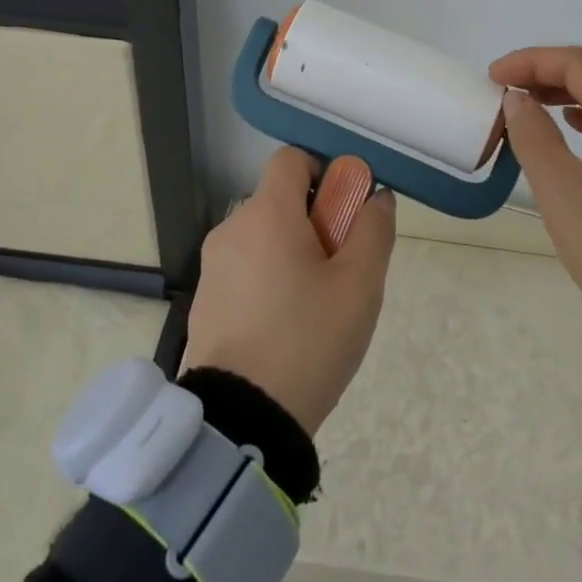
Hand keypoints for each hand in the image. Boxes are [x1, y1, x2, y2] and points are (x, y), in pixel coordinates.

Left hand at [180, 147, 396, 436]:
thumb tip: (377, 197)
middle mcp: (232, 228)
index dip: (323, 173)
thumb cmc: (308, 340)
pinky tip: (285, 328)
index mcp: (267, 213)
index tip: (343, 214)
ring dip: (292, 253)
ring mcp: (213, 266)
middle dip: (314, 221)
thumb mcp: (360, 285)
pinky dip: (267, 280)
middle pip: (279, 201)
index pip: (291, 159)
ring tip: (316, 306)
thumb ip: (373, 230)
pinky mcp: (204, 301)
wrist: (242, 422)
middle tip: (340, 269)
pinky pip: (245, 269)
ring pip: (263, 237)